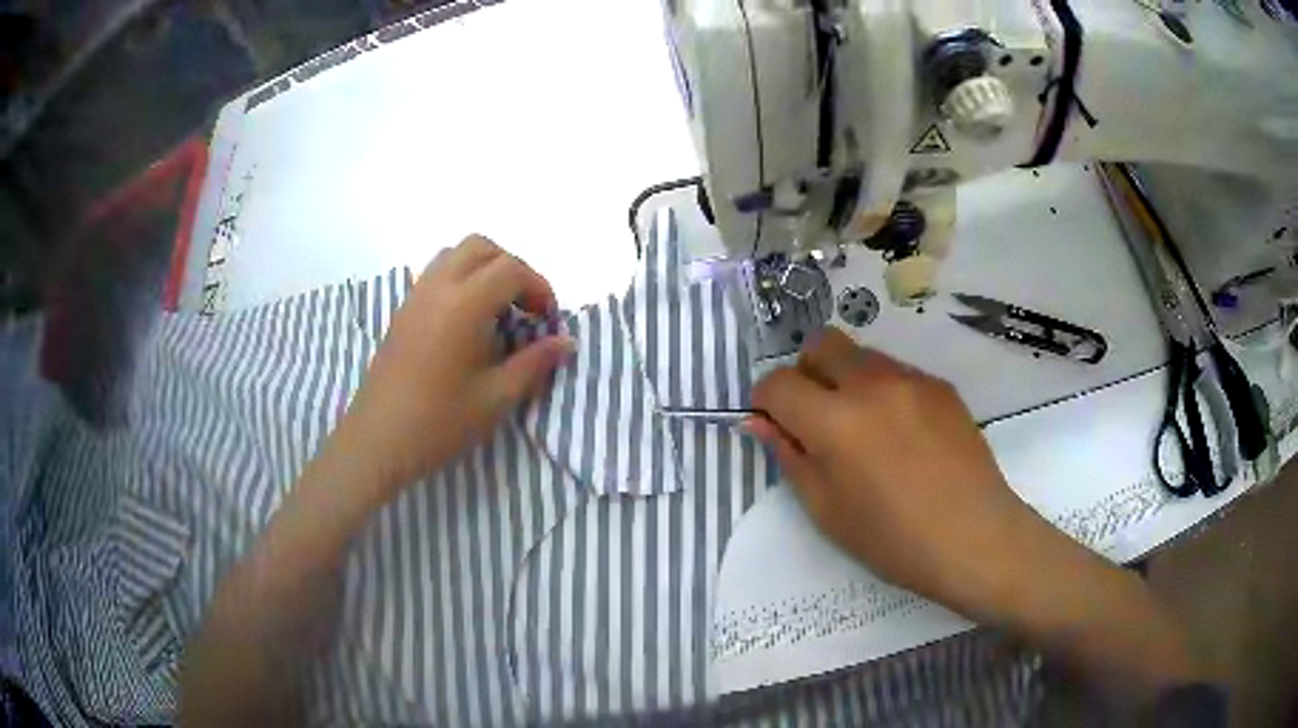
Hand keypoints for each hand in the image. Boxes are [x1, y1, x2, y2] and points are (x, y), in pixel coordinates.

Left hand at [325, 235, 573, 504]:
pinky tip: (466, 324)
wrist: (378, 441)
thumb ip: (534, 363)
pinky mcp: (401, 312)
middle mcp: (438, 288)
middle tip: (524, 308)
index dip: (538, 287)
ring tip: (496, 311)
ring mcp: (415, 297)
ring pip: (454, 255)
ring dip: (483, 270)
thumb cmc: (439, 422)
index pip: (510, 269)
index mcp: (464, 304)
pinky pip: (435, 275)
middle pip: (480, 248)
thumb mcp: (496, 398)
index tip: (548, 320)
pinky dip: (459, 281)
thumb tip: (565, 342)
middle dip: (511, 268)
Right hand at [747, 328, 1072, 621]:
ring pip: (861, 355)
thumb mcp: (827, 510)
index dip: (766, 401)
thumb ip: (789, 457)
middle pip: (821, 344)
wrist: (974, 537)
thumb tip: (759, 422)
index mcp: (835, 422)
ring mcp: (912, 379)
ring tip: (866, 430)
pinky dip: (884, 392)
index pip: (778, 383)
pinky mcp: (940, 385)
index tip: (775, 423)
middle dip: (806, 372)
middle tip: (817, 417)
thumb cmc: (893, 540)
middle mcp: (871, 385)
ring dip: (847, 380)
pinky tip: (903, 435)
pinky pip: (897, 372)